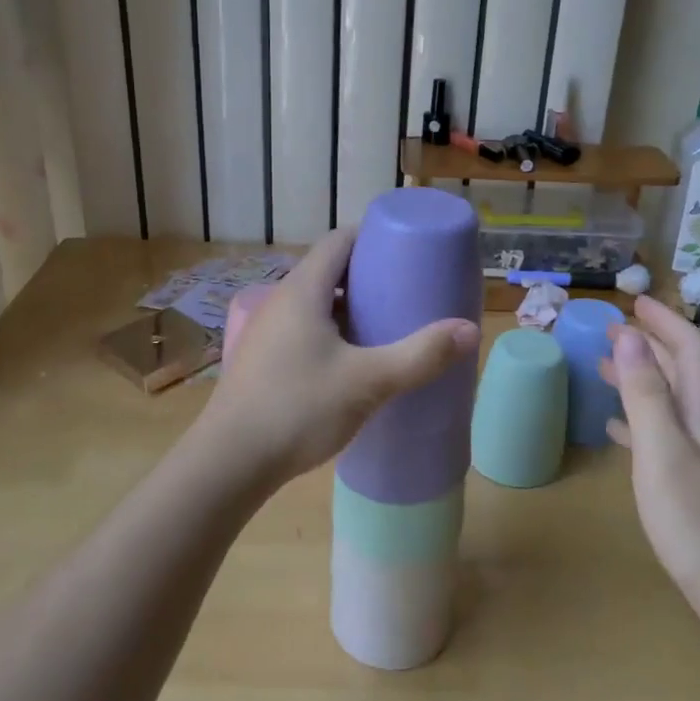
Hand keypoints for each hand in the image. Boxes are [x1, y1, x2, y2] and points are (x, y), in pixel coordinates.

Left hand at [200, 227, 480, 486]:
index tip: (407, 249)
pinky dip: (332, 333)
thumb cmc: (298, 409)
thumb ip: (420, 355)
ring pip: (315, 305)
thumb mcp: (368, 382)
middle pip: (328, 272)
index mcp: (302, 291)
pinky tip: (353, 362)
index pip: (338, 241)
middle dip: (368, 276)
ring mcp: (267, 333)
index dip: (372, 237)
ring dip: (349, 308)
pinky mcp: (263, 362)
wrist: (229, 463)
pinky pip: (304, 331)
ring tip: (386, 325)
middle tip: (407, 290)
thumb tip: (470, 330)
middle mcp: (280, 302)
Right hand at [601, 297, 699, 613]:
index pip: (693, 351)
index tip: (634, 303)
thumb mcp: (663, 449)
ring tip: (606, 370)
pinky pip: (665, 436)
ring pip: (673, 404)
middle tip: (615, 331)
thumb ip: (646, 393)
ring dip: (643, 379)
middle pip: (684, 374)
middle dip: (653, 345)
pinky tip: (619, 431)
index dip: (666, 322)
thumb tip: (632, 336)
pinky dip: (640, 420)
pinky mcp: (698, 487)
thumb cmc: (697, 518)